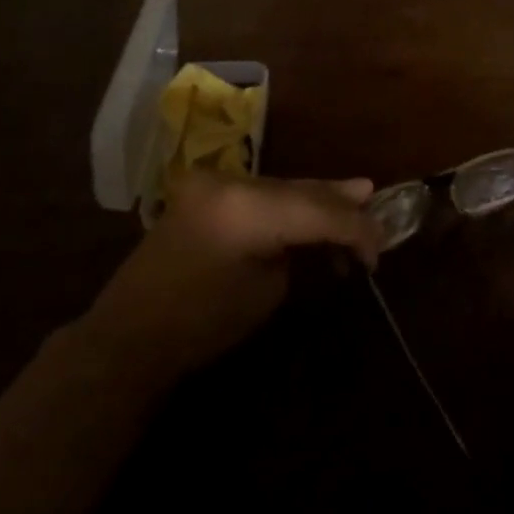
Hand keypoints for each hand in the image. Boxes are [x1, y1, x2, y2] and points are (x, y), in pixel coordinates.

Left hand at [85, 172, 378, 377]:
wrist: (132, 332)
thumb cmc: (203, 324)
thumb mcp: (267, 290)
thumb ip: (302, 247)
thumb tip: (332, 230)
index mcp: (247, 209)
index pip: (319, 210)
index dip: (356, 228)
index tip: (381, 249)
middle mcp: (231, 182)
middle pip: (302, 189)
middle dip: (341, 205)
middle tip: (377, 206)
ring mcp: (213, 182)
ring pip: (283, 186)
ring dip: (316, 201)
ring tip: (357, 203)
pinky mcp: (204, 190)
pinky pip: (259, 192)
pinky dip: (287, 202)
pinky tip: (311, 210)